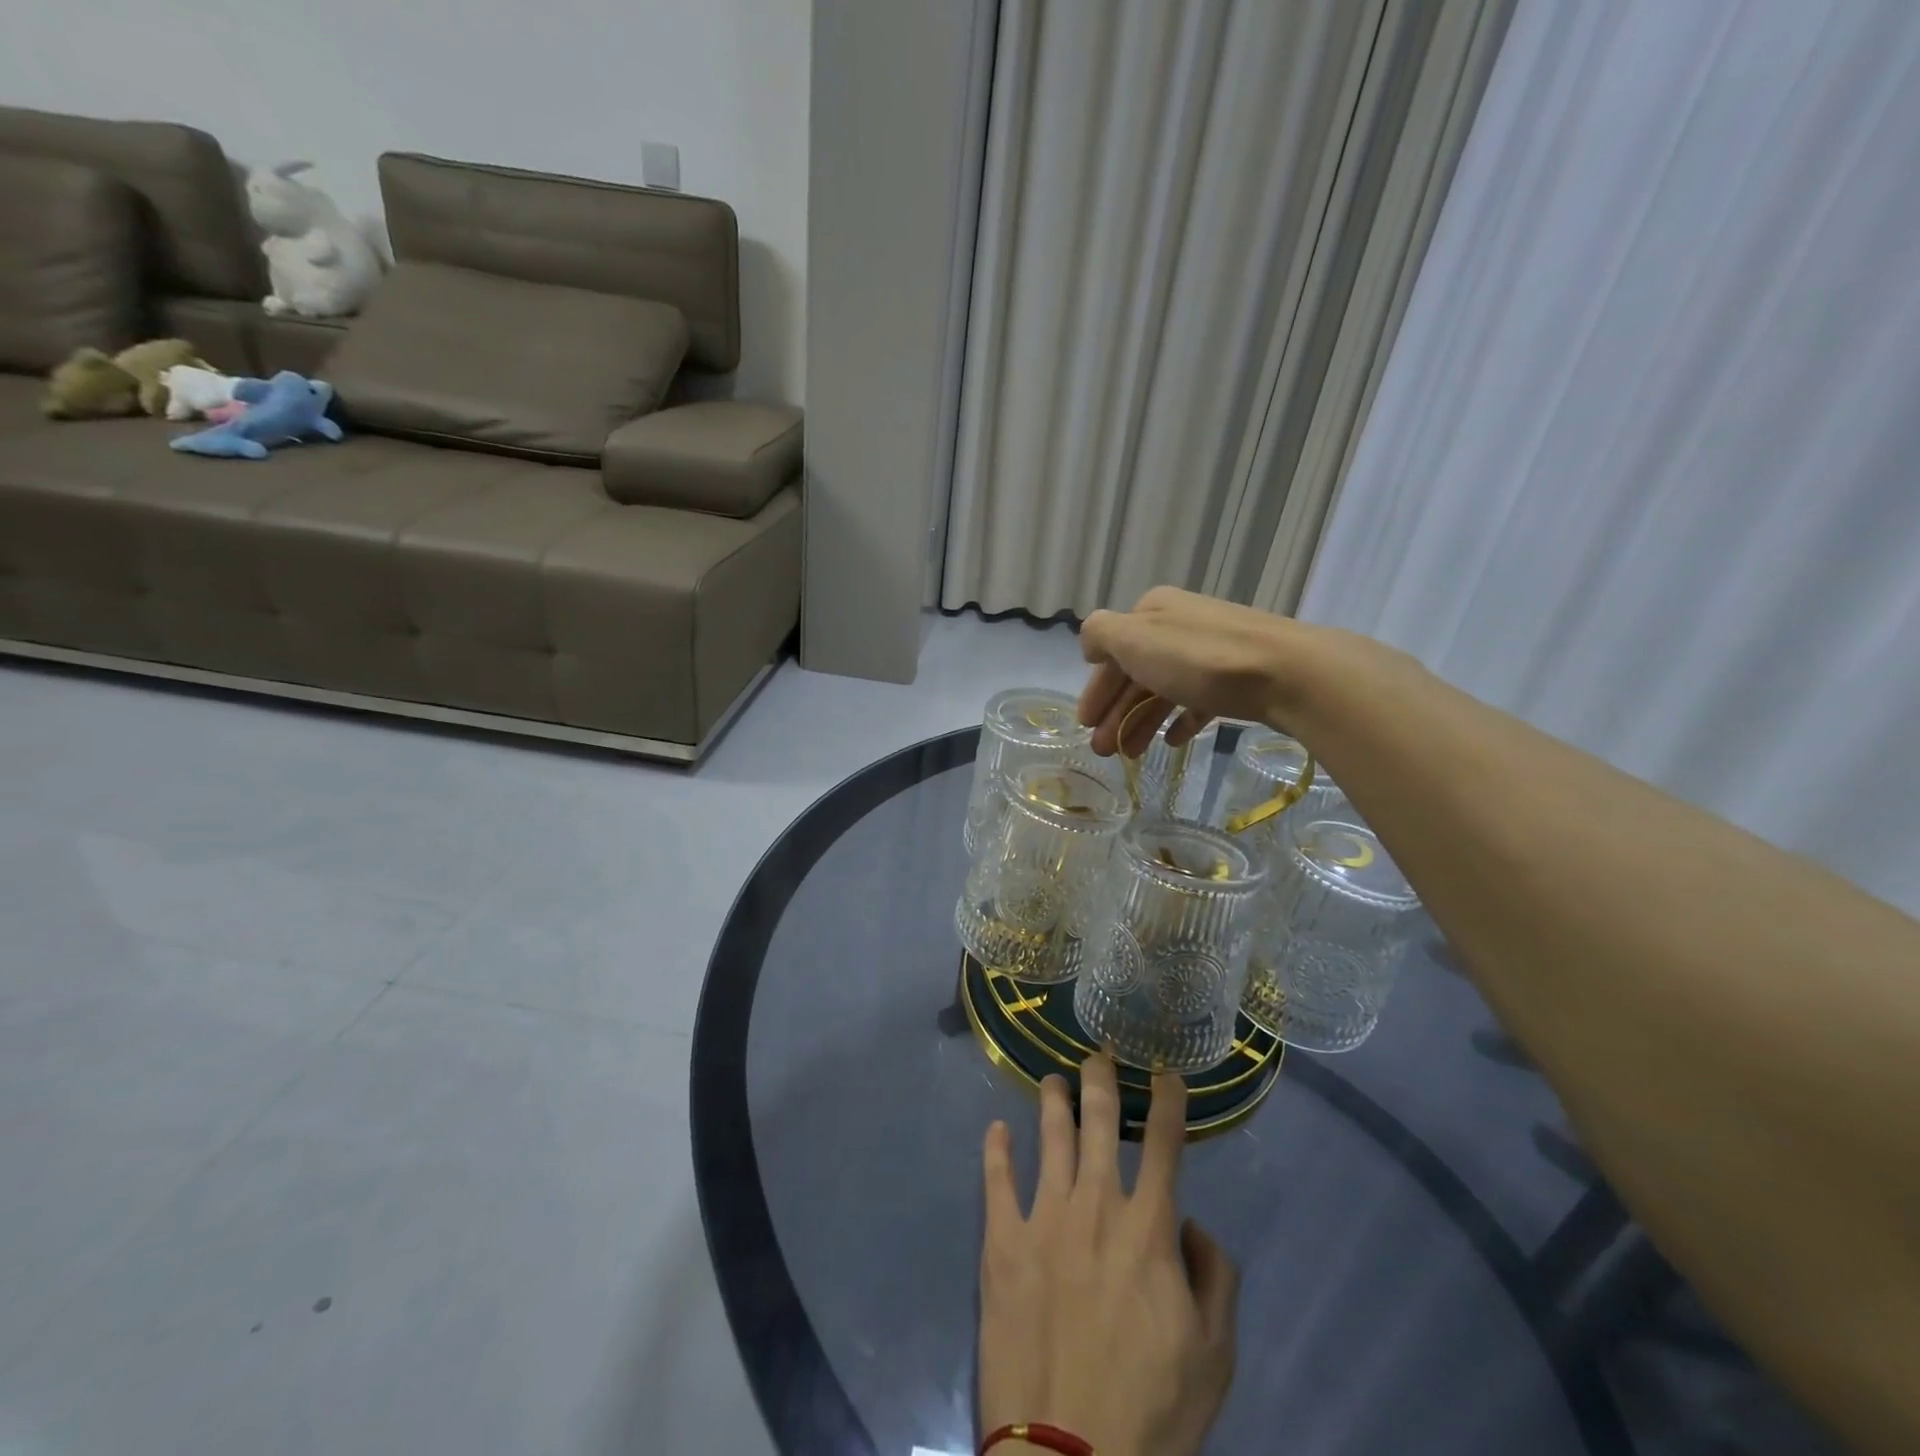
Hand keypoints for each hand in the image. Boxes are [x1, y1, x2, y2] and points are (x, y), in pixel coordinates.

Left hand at [978, 1055, 1238, 1455]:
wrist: (1070, 1455)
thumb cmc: (1152, 1410)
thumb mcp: (1215, 1355)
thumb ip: (1215, 1278)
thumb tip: (1189, 1224)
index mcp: (1148, 1227)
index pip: (1163, 1143)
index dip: (1167, 1101)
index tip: (1165, 1072)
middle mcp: (1095, 1205)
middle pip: (1098, 1121)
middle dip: (1100, 1080)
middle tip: (1098, 1054)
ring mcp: (1043, 1218)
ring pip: (1049, 1136)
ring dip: (1052, 1101)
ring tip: (1053, 1079)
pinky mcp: (1001, 1241)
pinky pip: (996, 1180)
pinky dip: (996, 1150)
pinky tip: (996, 1128)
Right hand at [1078, 586, 1312, 755]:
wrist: (1289, 672)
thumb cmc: (1200, 658)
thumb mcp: (1135, 639)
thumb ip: (1101, 635)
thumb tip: (1090, 644)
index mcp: (1153, 612)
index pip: (1112, 652)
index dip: (1096, 689)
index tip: (1085, 724)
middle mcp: (1180, 626)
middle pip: (1137, 673)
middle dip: (1116, 712)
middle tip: (1103, 750)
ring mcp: (1212, 651)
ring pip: (1165, 688)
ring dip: (1142, 721)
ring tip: (1132, 755)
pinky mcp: (1240, 676)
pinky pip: (1200, 698)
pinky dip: (1182, 718)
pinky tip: (1175, 741)